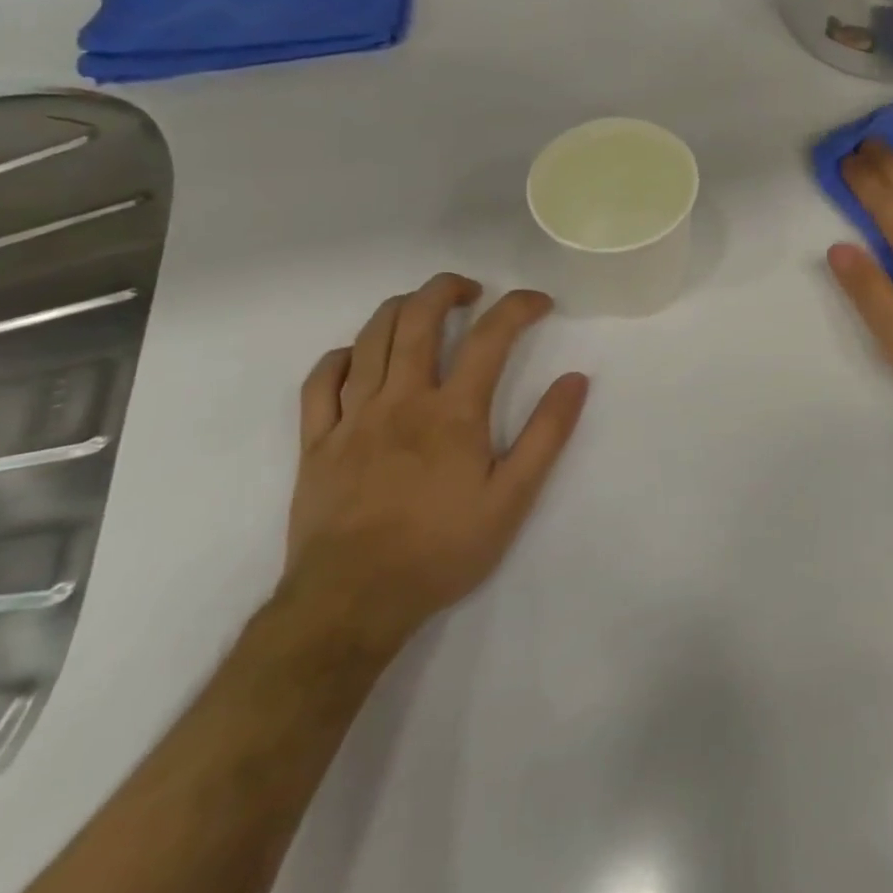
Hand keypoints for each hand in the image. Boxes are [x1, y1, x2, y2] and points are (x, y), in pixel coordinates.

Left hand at [286, 273, 588, 650]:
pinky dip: (342, 355)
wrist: (352, 603)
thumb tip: (576, 379)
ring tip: (422, 307)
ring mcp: (352, 418)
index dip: (519, 306)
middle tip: (471, 290)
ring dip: (399, 308)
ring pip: (369, 337)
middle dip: (446, 289)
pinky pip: (320, 381)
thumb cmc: (442, 549)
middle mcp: (401, 399)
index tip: (540, 303)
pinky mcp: (317, 442)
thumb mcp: (513, 498)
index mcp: (453, 411)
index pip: (491, 335)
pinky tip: (359, 356)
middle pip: (417, 318)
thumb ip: (547, 434)